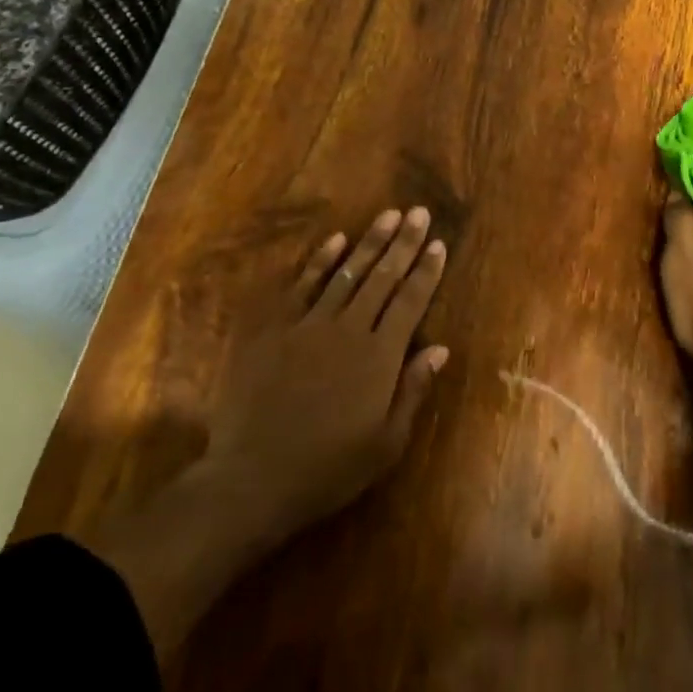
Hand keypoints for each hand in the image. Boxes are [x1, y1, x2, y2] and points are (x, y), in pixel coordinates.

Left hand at [203, 206, 450, 544]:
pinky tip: (336, 240)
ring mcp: (309, 325)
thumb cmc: (328, 468)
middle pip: (382, 277)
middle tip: (419, 212)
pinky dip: (320, 261)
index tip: (438, 244)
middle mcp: (349, 329)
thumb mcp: (386, 443)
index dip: (426, 271)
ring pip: (347, 273)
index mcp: (380, 357)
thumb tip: (440, 348)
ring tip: (388, 214)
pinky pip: (302, 286)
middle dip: (403, 242)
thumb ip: (413, 390)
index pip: (411, 301)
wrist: (253, 479)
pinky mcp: (275, 329)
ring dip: (370, 242)